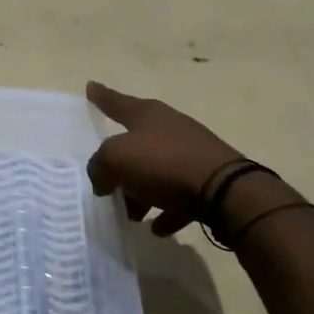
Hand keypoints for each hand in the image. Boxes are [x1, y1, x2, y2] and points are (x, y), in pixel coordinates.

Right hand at [86, 82, 246, 236]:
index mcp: (147, 114)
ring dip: (142, 192)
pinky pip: (178, 195)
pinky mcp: (207, 179)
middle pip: (137, 143)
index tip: (90, 86)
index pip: (117, 102)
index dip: (101, 96)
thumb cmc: (163, 164)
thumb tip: (103, 179)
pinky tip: (158, 227)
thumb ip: (99, 166)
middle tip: (107, 182)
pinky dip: (166, 209)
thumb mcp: (116, 159)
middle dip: (120, 164)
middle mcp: (170, 128)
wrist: (223, 189)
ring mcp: (191, 153)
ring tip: (131, 214)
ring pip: (157, 171)